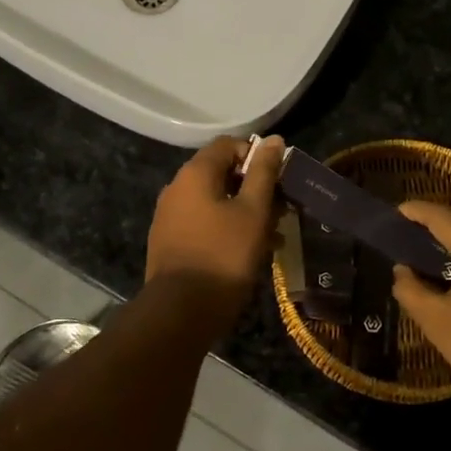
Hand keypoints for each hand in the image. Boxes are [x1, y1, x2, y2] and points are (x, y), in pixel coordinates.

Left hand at [145, 136, 285, 298]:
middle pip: (221, 173)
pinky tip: (248, 251)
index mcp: (194, 173)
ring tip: (272, 236)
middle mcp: (176, 187)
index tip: (279, 180)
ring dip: (244, 211)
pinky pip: (203, 222)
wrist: (180, 311)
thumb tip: (274, 139)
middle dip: (254, 188)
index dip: (257, 156)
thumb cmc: (224, 255)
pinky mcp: (169, 241)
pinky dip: (226, 228)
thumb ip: (264, 173)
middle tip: (280, 211)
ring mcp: (169, 215)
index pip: (228, 144)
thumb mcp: (253, 211)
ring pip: (214, 201)